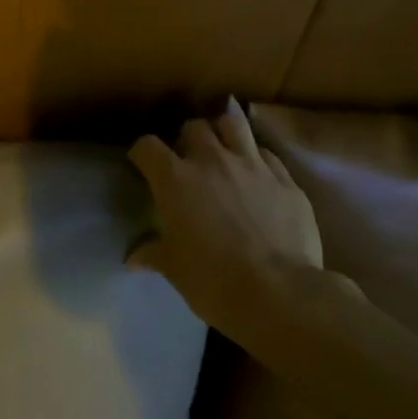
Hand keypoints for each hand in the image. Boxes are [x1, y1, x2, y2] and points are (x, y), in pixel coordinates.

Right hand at [128, 101, 322, 332]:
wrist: (279, 293)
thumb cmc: (214, 281)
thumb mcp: (174, 270)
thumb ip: (152, 254)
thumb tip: (132, 259)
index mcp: (176, 179)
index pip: (148, 147)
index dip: (142, 153)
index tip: (142, 163)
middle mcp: (212, 160)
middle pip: (193, 127)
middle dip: (187, 139)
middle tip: (188, 160)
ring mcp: (252, 165)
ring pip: (233, 125)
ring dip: (223, 133)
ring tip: (223, 150)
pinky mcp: (285, 179)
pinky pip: (267, 154)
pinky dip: (256, 158)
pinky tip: (257, 174)